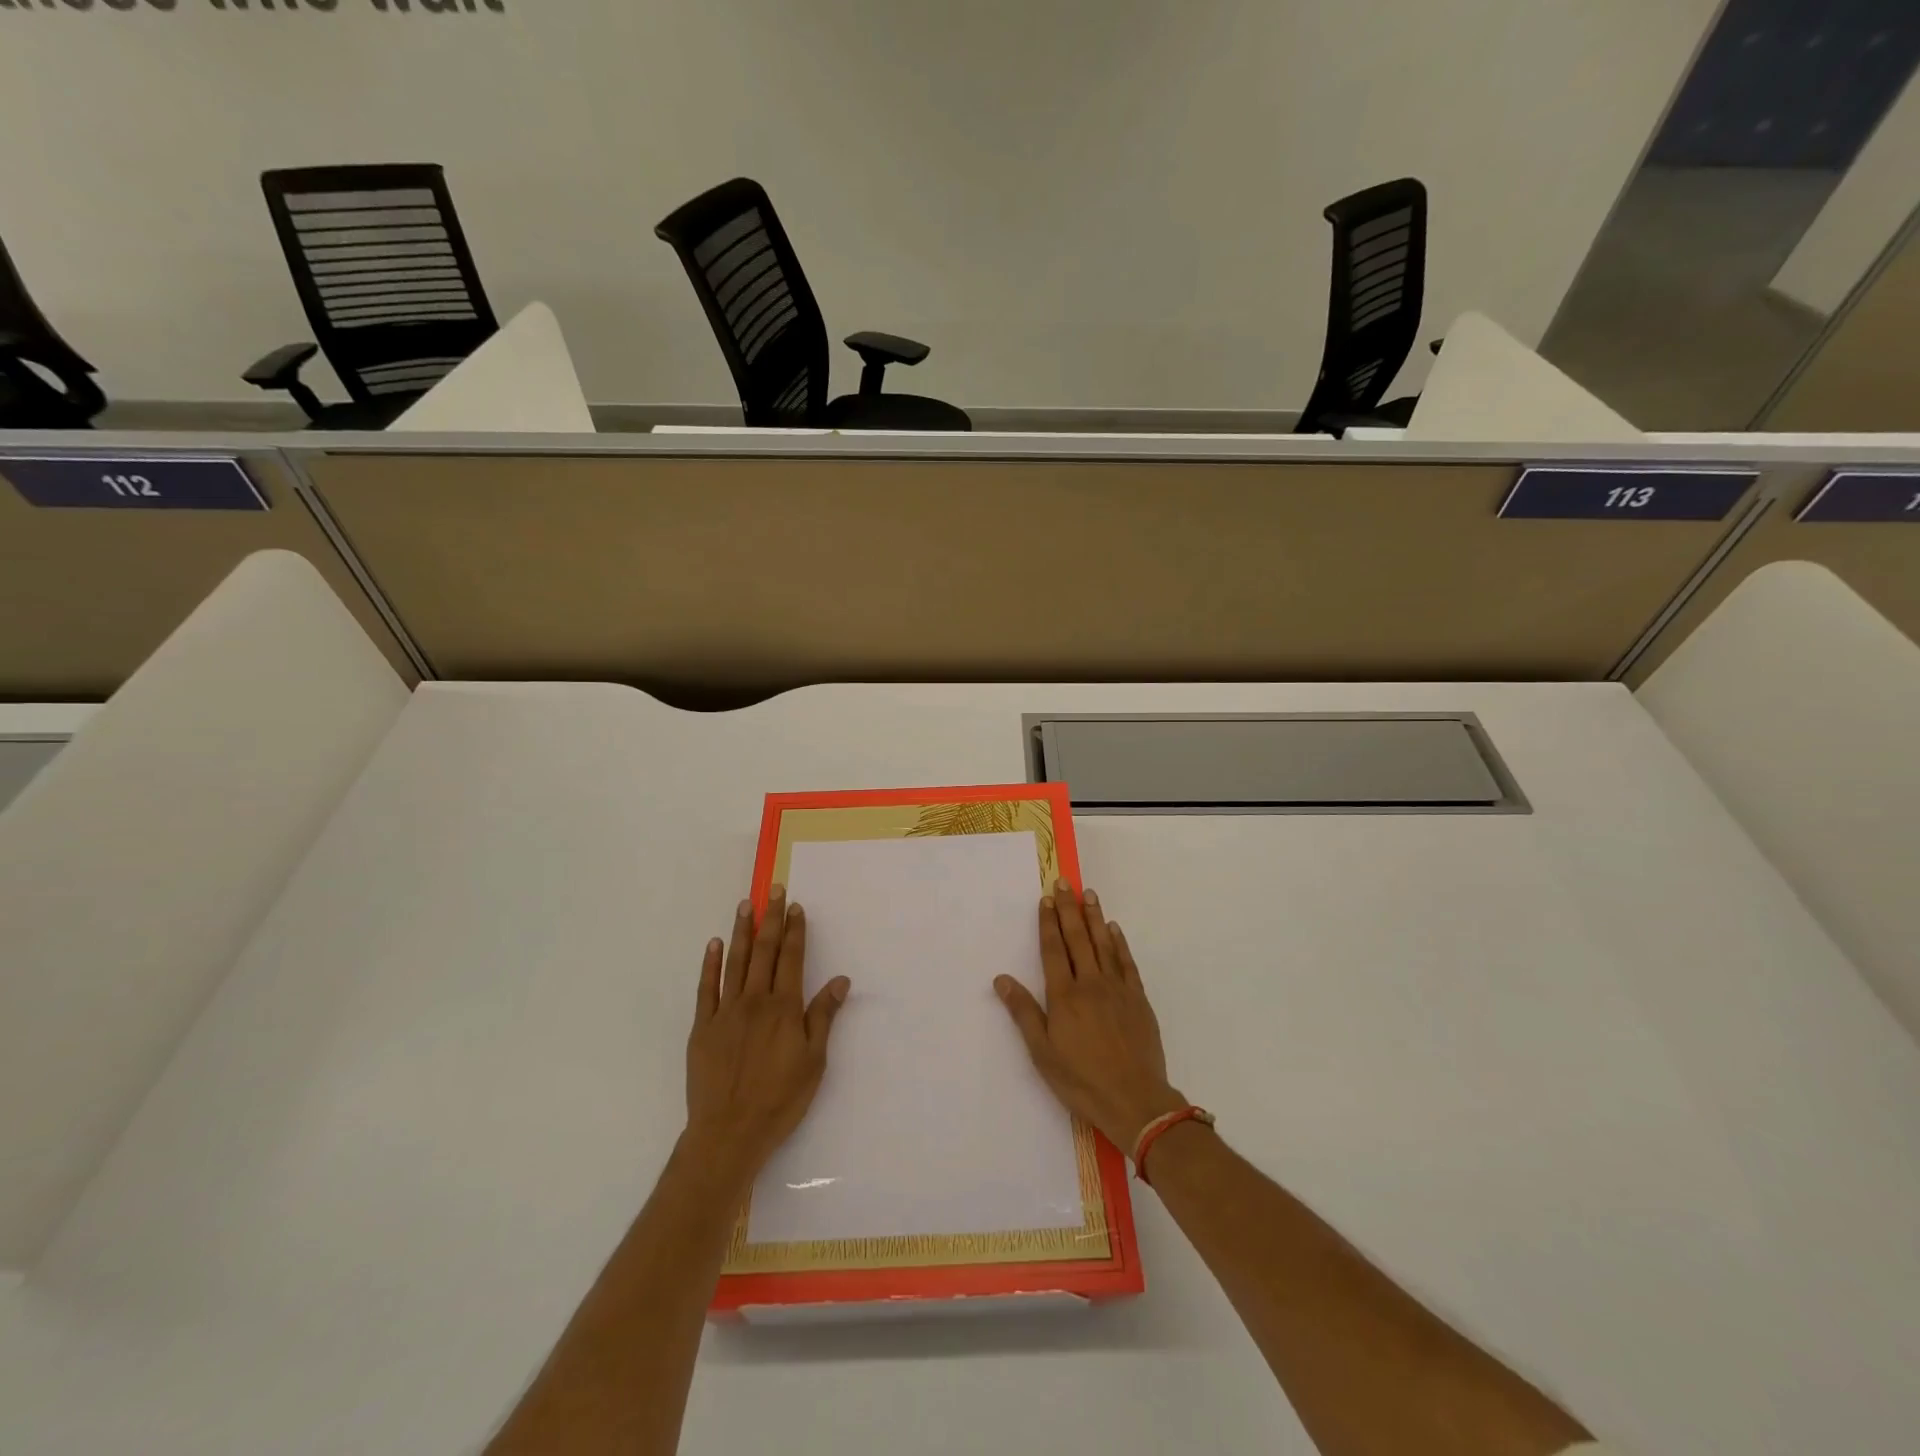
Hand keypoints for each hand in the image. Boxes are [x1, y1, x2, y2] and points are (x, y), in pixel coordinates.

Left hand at [684, 886, 849, 1180]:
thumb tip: (840, 980)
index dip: (794, 931)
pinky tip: (714, 944)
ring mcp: (725, 1012)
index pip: (791, 958)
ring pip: (735, 962)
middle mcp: (755, 1001)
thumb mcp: (814, 1062)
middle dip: (770, 919)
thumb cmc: (780, 1100)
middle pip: (764, 952)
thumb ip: (823, 1017)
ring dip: (742, 931)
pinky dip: (711, 964)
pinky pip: (706, 988)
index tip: (796, 906)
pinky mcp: (703, 1027)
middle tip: (773, 890)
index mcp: (784, 1008)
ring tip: (745, 905)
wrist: (728, 1133)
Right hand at [994, 881, 1186, 1152]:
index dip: (1048, 923)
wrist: (1135, 1100)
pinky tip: (1114, 929)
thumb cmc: (1081, 1079)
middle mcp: (1090, 984)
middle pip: (1077, 939)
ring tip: (1089, 895)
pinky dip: (1119, 943)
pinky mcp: (1138, 999)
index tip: (1046, 899)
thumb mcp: (1042, 1052)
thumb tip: (1001, 979)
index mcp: (1064, 996)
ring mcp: (1117, 989)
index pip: (1053, 950)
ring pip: (1103, 944)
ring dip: (1094, 917)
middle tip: (1065, 883)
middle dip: (1069, 909)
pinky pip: (1126, 963)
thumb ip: (1023, 1012)